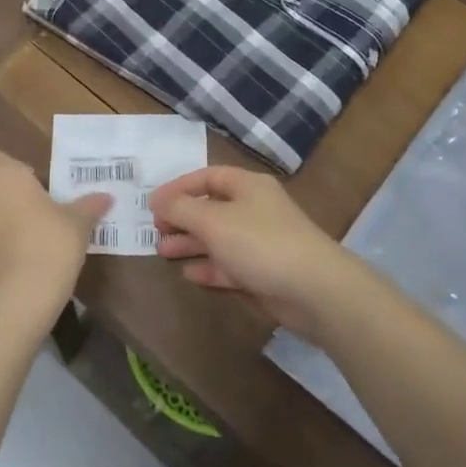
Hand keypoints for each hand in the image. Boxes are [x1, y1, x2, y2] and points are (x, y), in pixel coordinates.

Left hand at [0, 149, 110, 331]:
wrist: (16, 302)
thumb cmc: (49, 245)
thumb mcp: (78, 224)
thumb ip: (88, 206)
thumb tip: (105, 197)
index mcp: (1, 176)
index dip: (10, 169)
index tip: (33, 185)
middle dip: (5, 198)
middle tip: (36, 215)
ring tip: (27, 246)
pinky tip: (15, 270)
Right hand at [147, 166, 375, 339]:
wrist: (313, 289)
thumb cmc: (260, 243)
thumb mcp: (213, 220)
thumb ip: (181, 208)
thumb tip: (158, 200)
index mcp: (246, 186)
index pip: (206, 177)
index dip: (178, 188)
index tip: (151, 204)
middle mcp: (254, 209)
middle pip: (211, 207)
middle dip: (182, 217)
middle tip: (155, 230)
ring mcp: (260, 242)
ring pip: (218, 238)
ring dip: (190, 243)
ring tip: (162, 251)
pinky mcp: (263, 272)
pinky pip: (229, 264)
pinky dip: (208, 266)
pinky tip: (188, 273)